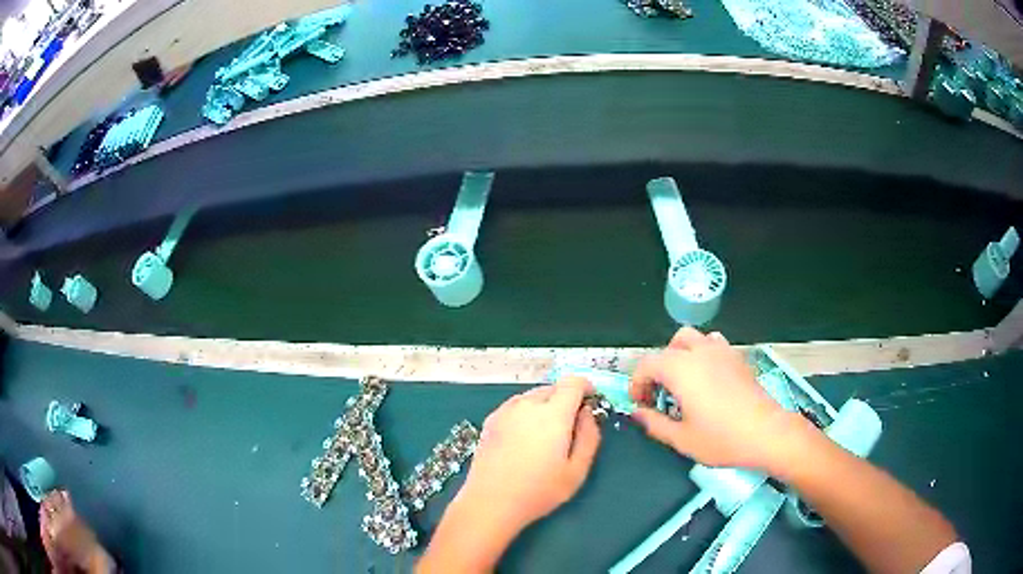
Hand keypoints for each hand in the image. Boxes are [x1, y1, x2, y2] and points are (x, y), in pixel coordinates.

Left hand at [458, 376, 601, 531]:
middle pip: (553, 388)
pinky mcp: (490, 421)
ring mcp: (505, 411)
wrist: (490, 502)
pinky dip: (526, 413)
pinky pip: (515, 407)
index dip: (586, 387)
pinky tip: (524, 439)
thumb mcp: (577, 470)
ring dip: (545, 406)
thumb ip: (589, 436)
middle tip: (570, 426)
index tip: (591, 401)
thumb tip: (587, 413)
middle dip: (566, 400)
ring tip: (546, 436)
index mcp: (553, 413)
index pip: (573, 382)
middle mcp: (527, 404)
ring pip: (532, 397)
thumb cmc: (539, 490)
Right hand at [629, 327, 808, 471]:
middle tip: (660, 396)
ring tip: (683, 383)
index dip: (637, 383)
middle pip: (668, 348)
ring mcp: (721, 351)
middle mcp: (699, 352)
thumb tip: (638, 414)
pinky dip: (702, 354)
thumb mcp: (681, 439)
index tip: (640, 404)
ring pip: (692, 339)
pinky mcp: (737, 357)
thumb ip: (654, 424)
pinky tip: (708, 379)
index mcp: (681, 369)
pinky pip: (713, 344)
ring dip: (680, 356)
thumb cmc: (722, 438)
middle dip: (657, 369)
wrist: (766, 433)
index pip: (647, 364)